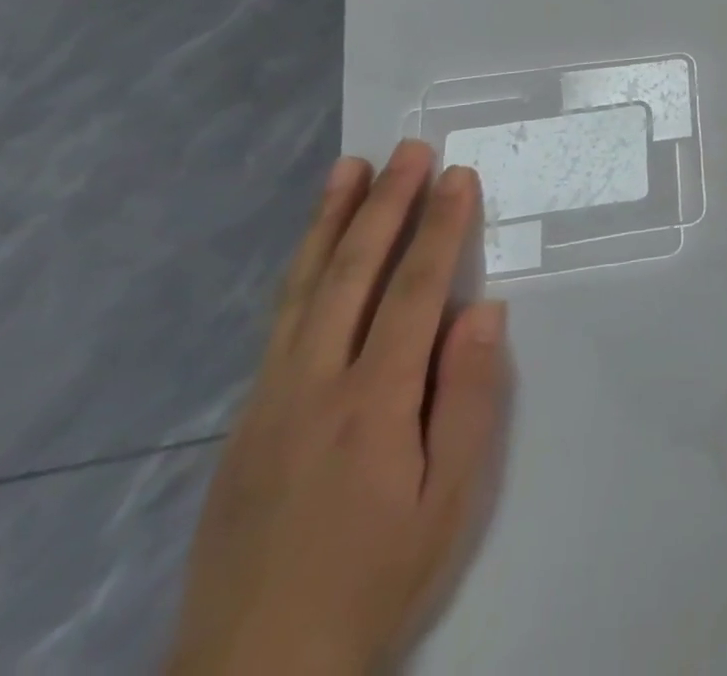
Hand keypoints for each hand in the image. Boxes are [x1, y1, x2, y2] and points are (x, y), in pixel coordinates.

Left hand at [168, 142, 511, 675]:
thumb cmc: (376, 577)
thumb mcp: (449, 500)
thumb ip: (469, 398)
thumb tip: (480, 310)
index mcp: (372, 402)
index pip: (413, 291)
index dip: (440, 228)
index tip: (459, 176)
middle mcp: (312, 384)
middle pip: (352, 273)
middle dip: (385, 204)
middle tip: (409, 149)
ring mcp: (269, 399)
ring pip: (303, 289)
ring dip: (330, 222)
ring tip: (348, 168)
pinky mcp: (245, 420)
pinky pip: (279, 323)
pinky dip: (301, 271)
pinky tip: (315, 252)